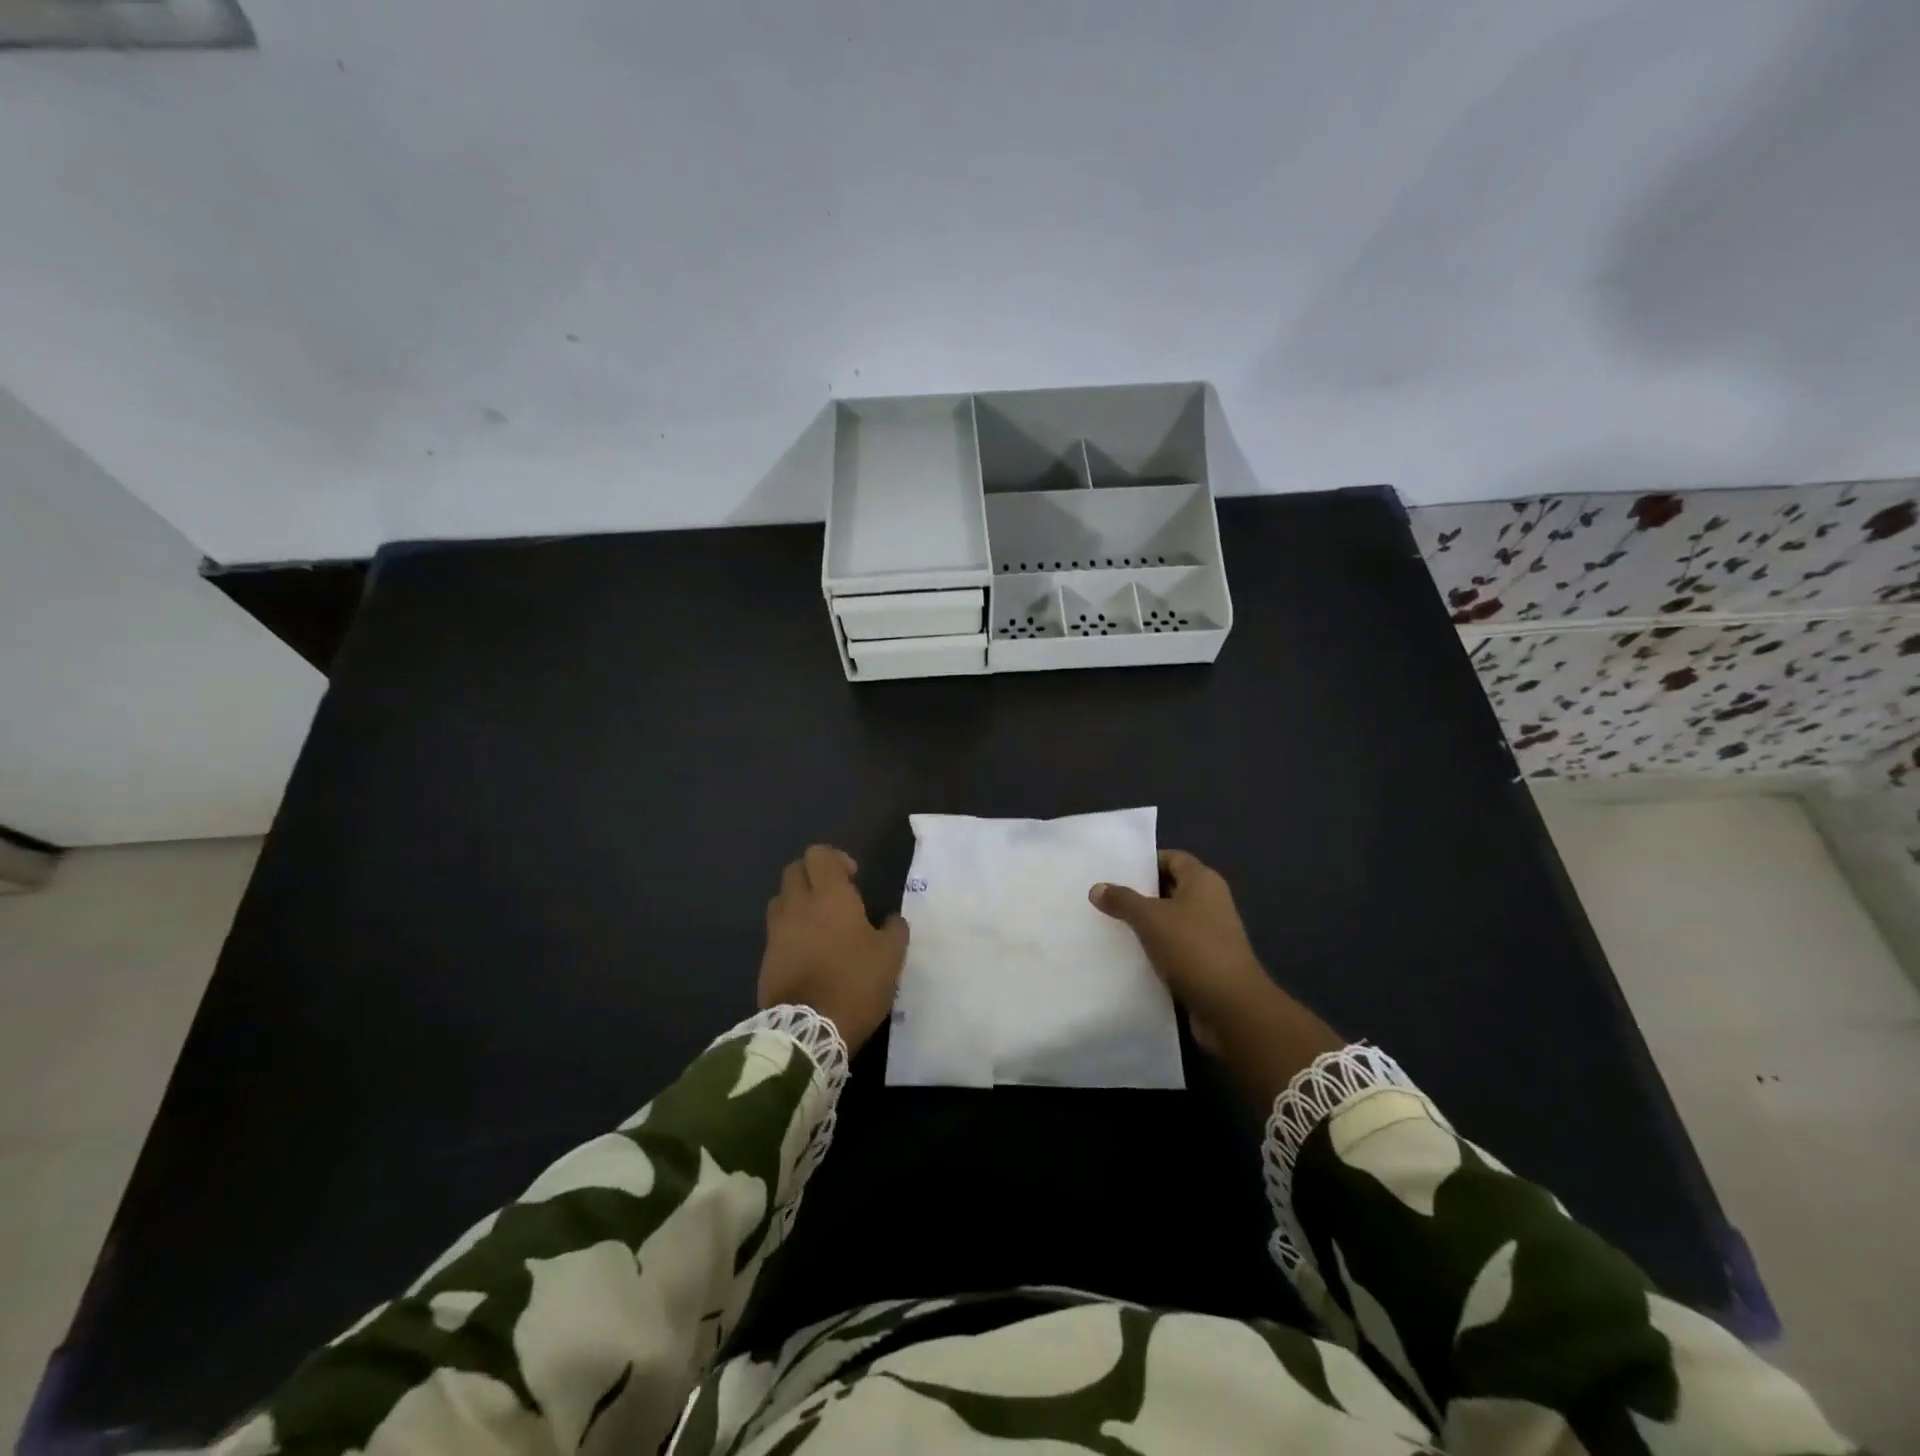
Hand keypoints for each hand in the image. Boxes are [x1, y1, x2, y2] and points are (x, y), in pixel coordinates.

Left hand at [760, 845, 908, 1051]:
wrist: (808, 1030)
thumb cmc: (855, 983)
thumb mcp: (890, 956)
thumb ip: (894, 930)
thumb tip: (892, 920)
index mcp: (829, 896)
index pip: (819, 854)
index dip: (836, 859)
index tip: (853, 878)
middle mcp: (798, 906)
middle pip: (794, 870)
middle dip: (813, 876)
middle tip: (836, 897)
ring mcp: (777, 932)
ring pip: (781, 899)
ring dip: (798, 902)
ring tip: (819, 924)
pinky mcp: (766, 959)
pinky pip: (776, 931)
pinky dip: (790, 932)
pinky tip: (809, 953)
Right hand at [1093, 850, 1341, 1104]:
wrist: (1231, 1008)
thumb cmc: (1193, 949)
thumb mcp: (1151, 919)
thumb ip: (1122, 900)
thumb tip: (1097, 887)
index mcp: (1203, 882)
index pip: (1173, 858)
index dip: (1146, 862)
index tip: (1114, 870)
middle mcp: (1210, 903)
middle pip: (1170, 888)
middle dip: (1139, 893)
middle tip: (1104, 896)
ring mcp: (1209, 934)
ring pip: (1170, 920)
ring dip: (1144, 924)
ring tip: (1108, 924)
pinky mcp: (1205, 963)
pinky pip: (1174, 947)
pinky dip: (1154, 948)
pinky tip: (1127, 954)